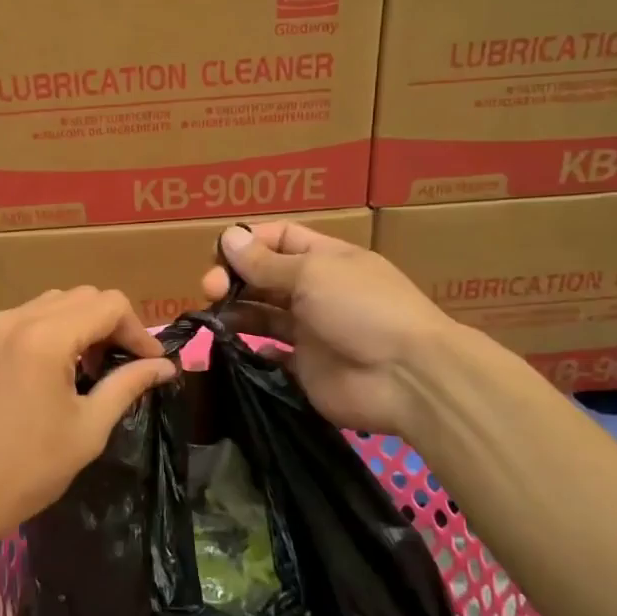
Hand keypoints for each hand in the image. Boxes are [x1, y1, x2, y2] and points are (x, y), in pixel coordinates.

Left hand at [0, 288, 177, 559]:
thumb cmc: (26, 469)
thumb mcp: (87, 428)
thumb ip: (127, 385)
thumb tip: (164, 366)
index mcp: (45, 336)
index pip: (108, 305)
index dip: (138, 331)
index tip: (151, 364)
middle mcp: (14, 319)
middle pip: (80, 297)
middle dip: (110, 325)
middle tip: (122, 365)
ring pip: (49, 304)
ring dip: (79, 325)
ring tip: (89, 369)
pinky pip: (22, 320)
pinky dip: (48, 332)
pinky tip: (51, 372)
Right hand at [203, 222, 459, 437]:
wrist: (406, 378)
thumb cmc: (362, 309)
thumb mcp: (313, 274)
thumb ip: (266, 263)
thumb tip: (229, 237)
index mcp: (325, 259)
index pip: (279, 239)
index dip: (248, 242)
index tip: (218, 254)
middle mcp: (316, 291)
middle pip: (265, 276)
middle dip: (234, 277)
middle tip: (210, 289)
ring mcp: (311, 331)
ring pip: (263, 314)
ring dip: (236, 310)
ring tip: (215, 316)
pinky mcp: (305, 369)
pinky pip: (270, 355)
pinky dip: (251, 349)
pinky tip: (237, 346)